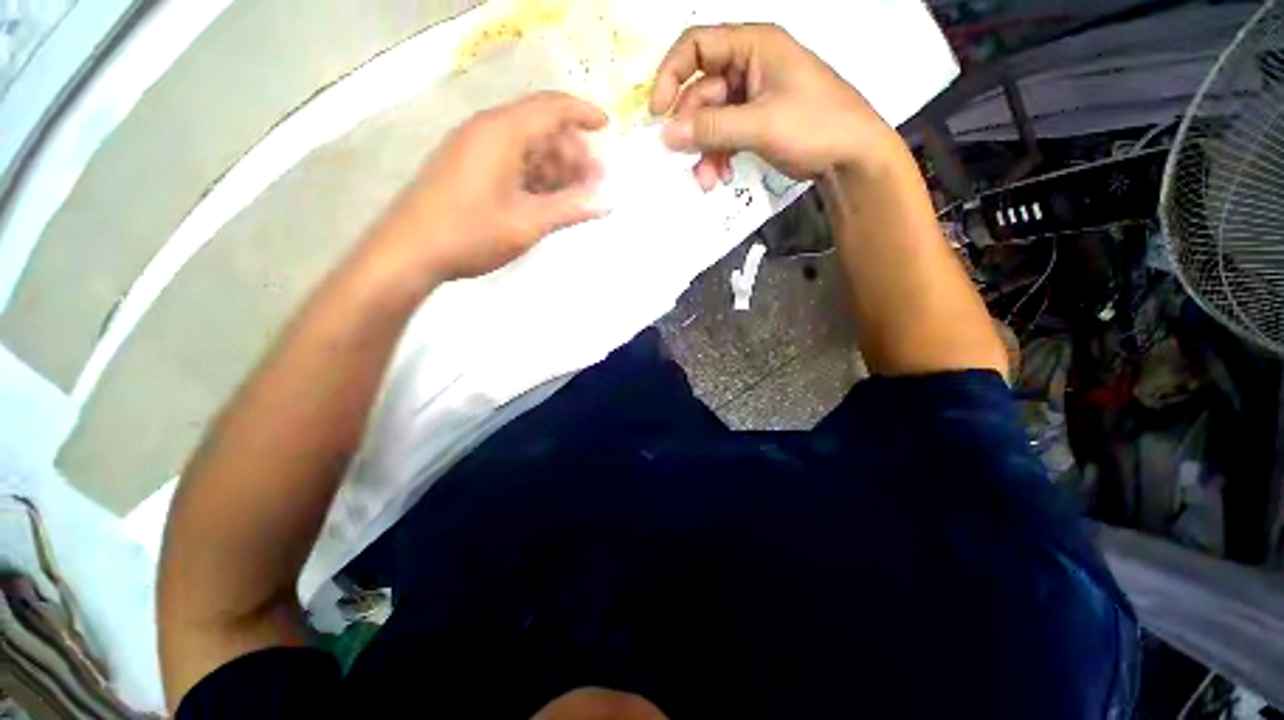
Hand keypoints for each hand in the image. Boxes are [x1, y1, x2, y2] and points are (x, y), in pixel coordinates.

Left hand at [366, 92, 607, 283]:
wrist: (410, 251)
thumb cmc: (472, 233)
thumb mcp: (529, 223)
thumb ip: (572, 209)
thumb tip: (608, 202)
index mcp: (502, 132)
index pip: (551, 107)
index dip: (583, 113)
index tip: (607, 128)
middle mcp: (487, 130)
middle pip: (541, 127)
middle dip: (572, 151)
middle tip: (593, 182)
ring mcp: (473, 148)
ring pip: (526, 146)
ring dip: (554, 166)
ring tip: (574, 196)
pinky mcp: (466, 167)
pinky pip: (509, 160)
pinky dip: (533, 175)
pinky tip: (546, 199)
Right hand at [650, 24, 902, 189]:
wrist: (850, 156)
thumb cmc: (814, 125)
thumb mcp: (761, 124)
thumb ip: (712, 128)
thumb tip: (666, 134)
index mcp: (754, 46)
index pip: (697, 46)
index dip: (672, 75)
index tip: (657, 112)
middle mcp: (749, 66)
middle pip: (701, 92)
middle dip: (693, 131)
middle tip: (685, 159)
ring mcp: (751, 96)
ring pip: (710, 121)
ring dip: (704, 151)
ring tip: (707, 180)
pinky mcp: (754, 122)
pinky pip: (723, 136)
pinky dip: (718, 157)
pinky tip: (720, 177)